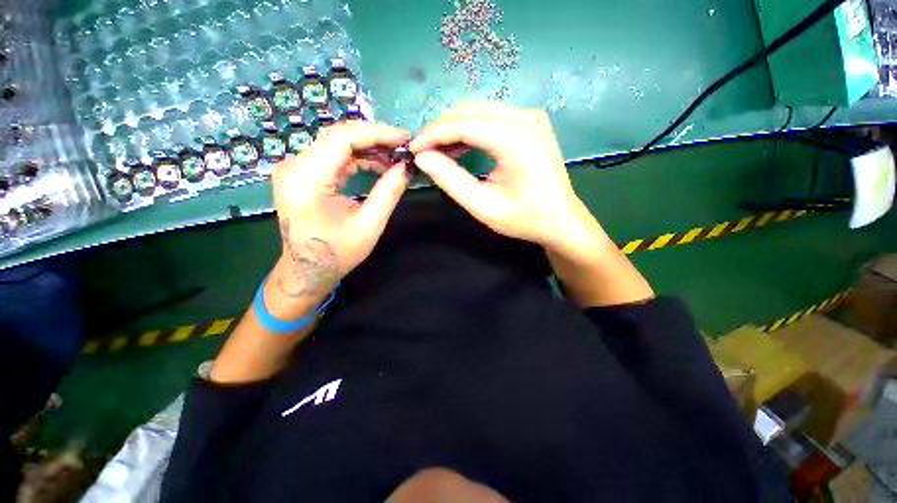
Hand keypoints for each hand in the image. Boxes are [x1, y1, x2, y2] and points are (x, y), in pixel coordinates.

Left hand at [271, 122, 410, 306]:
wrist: (306, 271)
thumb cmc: (337, 253)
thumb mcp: (369, 226)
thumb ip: (388, 193)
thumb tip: (406, 167)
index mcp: (307, 180)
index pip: (343, 138)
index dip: (377, 134)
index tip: (404, 138)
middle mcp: (294, 166)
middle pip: (338, 136)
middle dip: (374, 138)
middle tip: (403, 148)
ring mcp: (294, 168)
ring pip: (336, 143)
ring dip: (367, 148)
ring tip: (394, 158)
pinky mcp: (300, 174)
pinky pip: (332, 156)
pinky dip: (356, 157)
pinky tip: (376, 165)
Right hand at [409, 102, 591, 249]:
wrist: (561, 220)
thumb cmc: (524, 219)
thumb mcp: (483, 206)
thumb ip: (451, 180)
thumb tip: (423, 158)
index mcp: (515, 139)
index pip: (462, 124)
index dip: (433, 135)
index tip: (413, 150)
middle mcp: (524, 117)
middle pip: (469, 111)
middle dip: (441, 129)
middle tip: (424, 153)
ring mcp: (530, 117)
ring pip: (479, 111)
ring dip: (454, 128)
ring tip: (438, 152)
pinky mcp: (531, 122)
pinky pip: (491, 117)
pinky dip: (471, 129)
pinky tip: (461, 147)